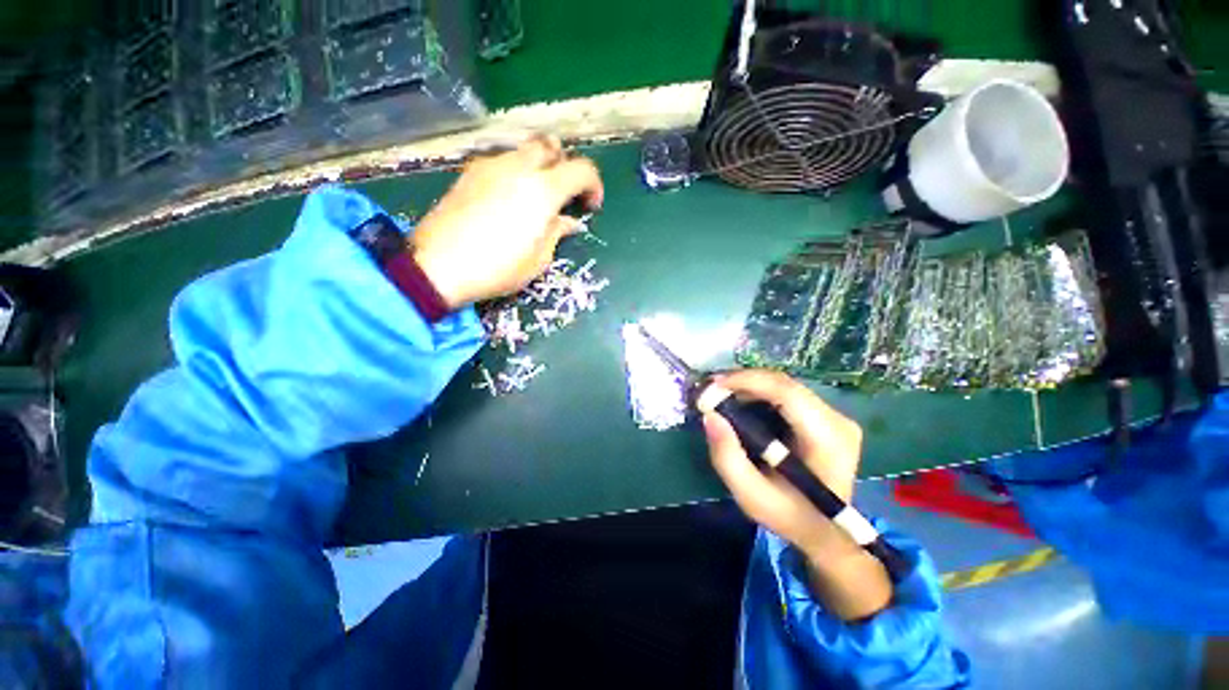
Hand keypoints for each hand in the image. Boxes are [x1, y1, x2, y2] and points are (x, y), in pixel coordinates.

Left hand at [411, 135, 604, 308]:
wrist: (439, 265)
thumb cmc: (498, 268)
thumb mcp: (539, 259)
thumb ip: (557, 232)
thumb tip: (568, 221)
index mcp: (543, 190)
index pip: (582, 169)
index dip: (593, 185)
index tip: (589, 207)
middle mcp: (519, 167)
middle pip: (550, 145)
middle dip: (565, 165)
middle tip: (563, 194)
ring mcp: (490, 165)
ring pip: (524, 150)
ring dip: (539, 166)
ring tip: (535, 197)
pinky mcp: (470, 172)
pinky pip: (502, 161)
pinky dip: (515, 172)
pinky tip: (509, 199)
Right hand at [703, 370, 890, 619]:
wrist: (828, 533)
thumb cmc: (790, 516)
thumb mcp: (751, 495)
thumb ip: (727, 457)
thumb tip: (709, 415)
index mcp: (827, 439)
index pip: (786, 393)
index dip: (746, 381)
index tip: (712, 386)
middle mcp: (837, 420)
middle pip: (784, 384)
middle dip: (743, 381)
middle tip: (710, 389)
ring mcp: (835, 416)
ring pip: (784, 385)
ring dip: (749, 385)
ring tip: (720, 394)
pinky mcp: (827, 416)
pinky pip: (787, 394)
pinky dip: (759, 393)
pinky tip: (740, 401)